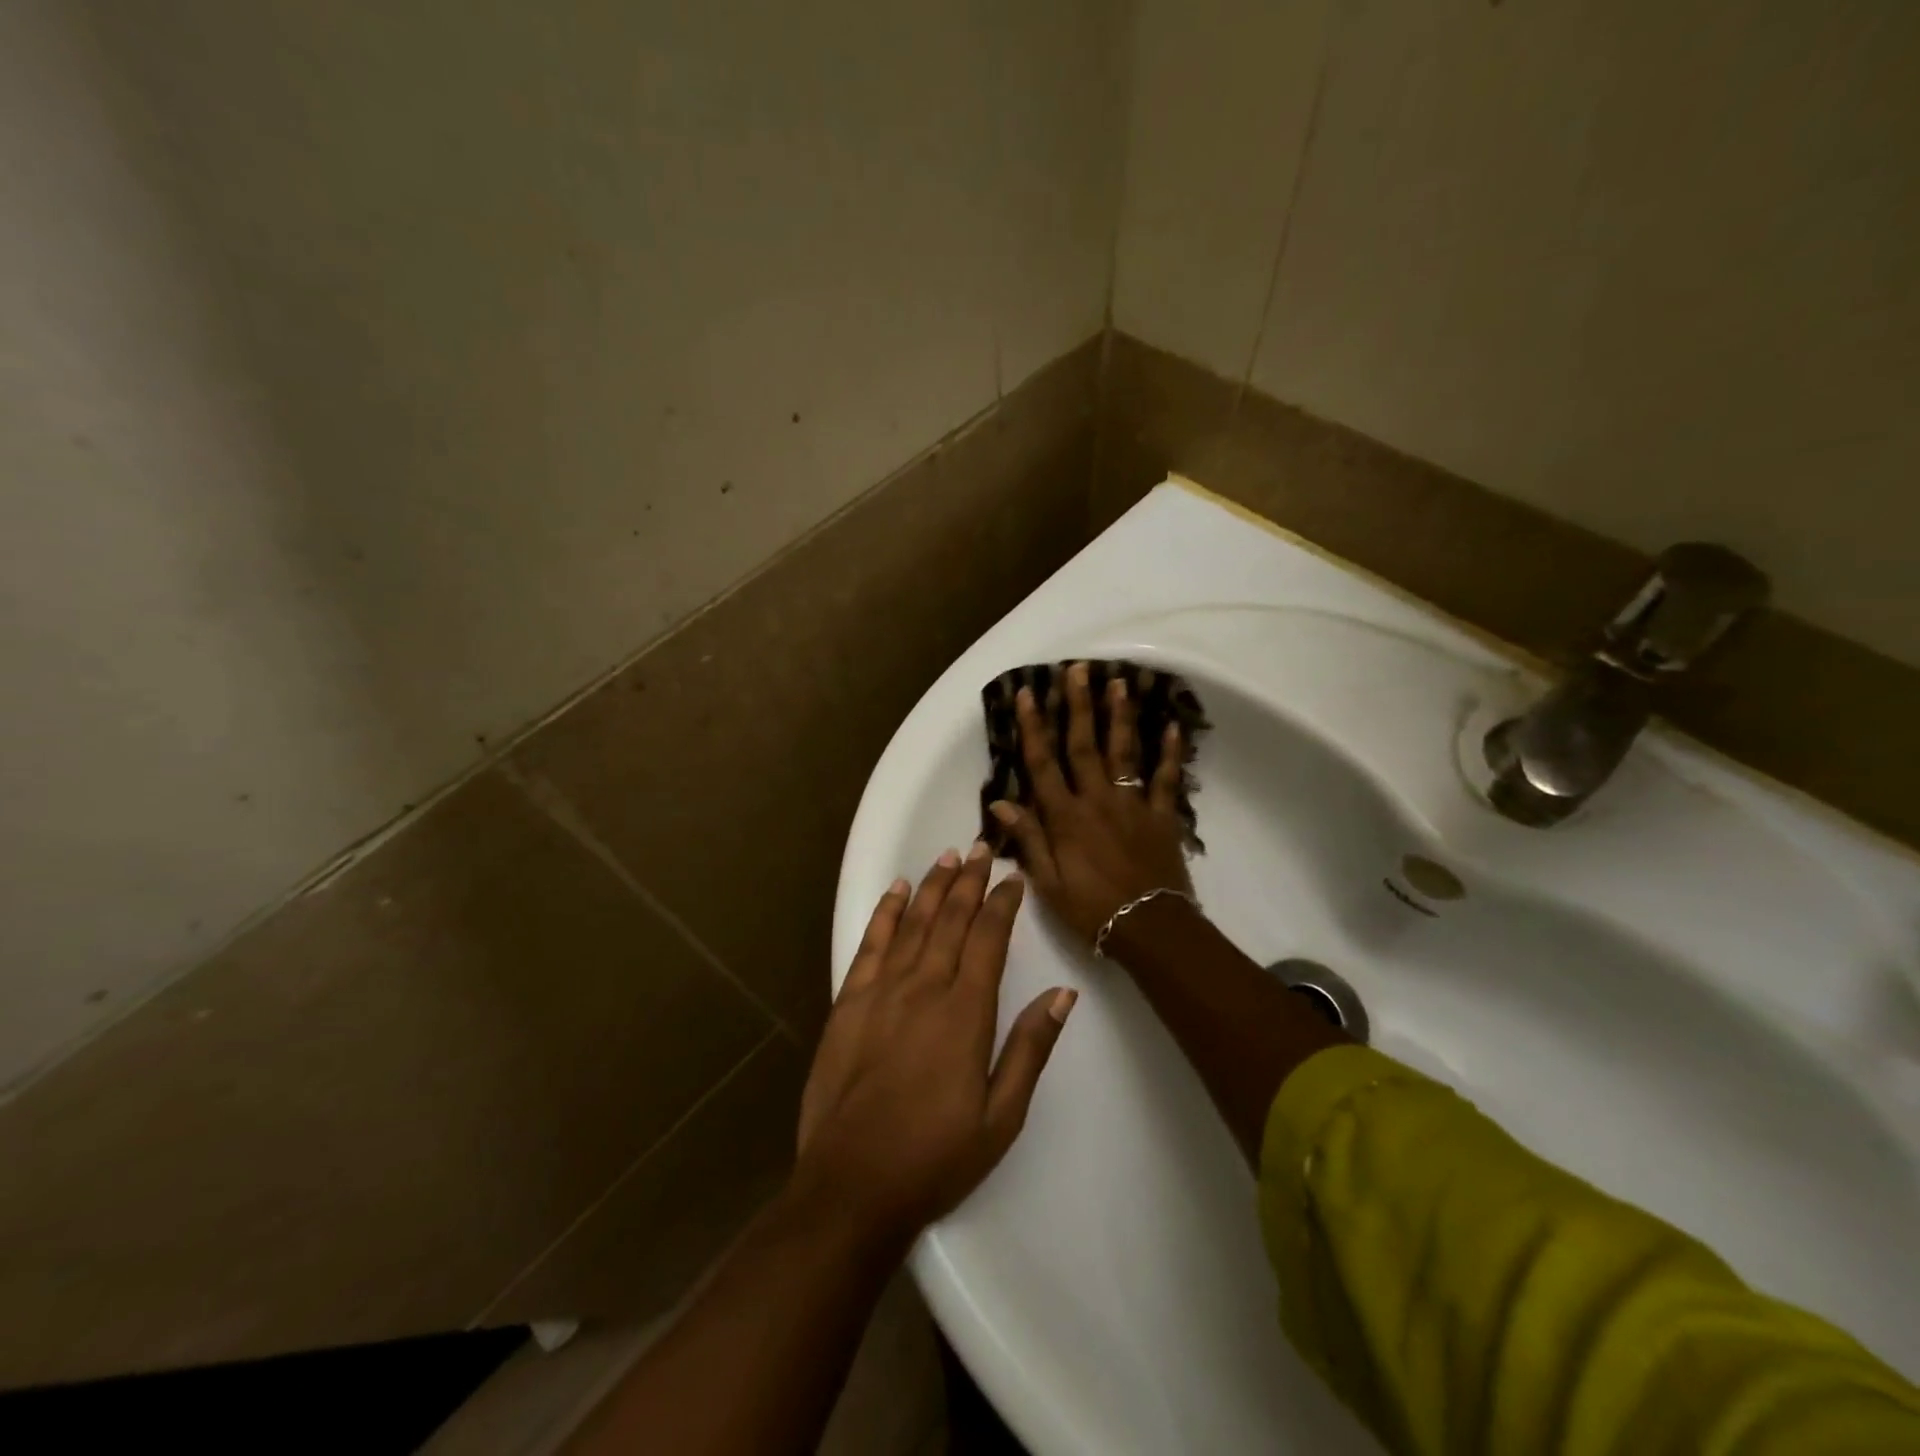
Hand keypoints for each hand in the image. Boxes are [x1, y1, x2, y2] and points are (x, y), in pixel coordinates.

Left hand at [795, 845, 1075, 1241]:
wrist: (851, 1186)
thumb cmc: (935, 1157)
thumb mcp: (1001, 1116)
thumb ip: (1030, 1048)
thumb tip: (1063, 994)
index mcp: (965, 1013)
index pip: (988, 939)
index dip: (1002, 903)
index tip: (1013, 877)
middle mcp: (924, 988)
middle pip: (951, 920)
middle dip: (970, 881)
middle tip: (981, 848)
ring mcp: (881, 991)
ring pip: (913, 923)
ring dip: (933, 886)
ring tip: (949, 856)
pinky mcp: (848, 1002)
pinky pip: (871, 944)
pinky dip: (885, 912)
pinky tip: (897, 890)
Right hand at [989, 661, 1193, 945]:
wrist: (1148, 928)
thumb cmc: (1091, 908)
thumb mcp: (1047, 882)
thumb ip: (1027, 838)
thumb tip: (1001, 800)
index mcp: (1065, 817)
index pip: (1042, 764)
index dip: (1033, 727)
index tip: (1028, 694)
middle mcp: (1097, 800)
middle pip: (1084, 745)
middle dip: (1078, 706)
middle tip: (1077, 670)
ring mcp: (1132, 804)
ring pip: (1124, 752)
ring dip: (1120, 716)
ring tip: (1119, 682)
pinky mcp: (1161, 816)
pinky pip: (1167, 779)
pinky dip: (1171, 753)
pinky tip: (1172, 726)